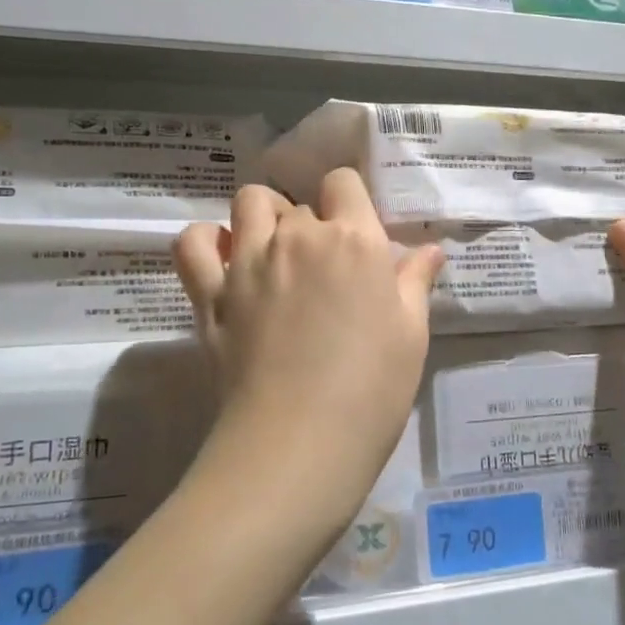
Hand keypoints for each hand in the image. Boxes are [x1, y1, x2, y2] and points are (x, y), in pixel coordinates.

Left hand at [173, 170, 444, 534]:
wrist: (299, 443)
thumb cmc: (372, 391)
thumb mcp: (411, 335)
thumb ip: (415, 283)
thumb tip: (431, 250)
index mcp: (353, 240)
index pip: (343, 181)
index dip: (348, 201)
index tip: (353, 234)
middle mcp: (297, 237)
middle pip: (298, 202)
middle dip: (311, 224)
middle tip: (321, 270)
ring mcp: (247, 262)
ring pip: (248, 204)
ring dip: (262, 218)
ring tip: (273, 253)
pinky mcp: (209, 293)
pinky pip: (193, 243)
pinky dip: (205, 242)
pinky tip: (224, 261)